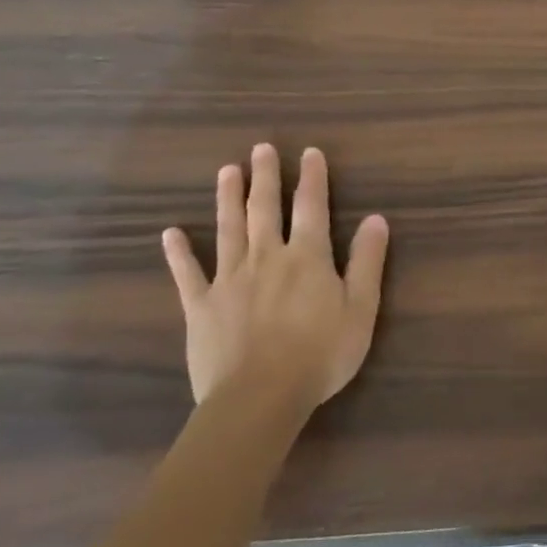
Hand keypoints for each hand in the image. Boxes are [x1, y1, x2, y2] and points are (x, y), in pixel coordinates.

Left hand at [163, 143, 388, 415]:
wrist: (259, 397)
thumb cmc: (321, 354)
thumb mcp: (361, 308)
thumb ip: (367, 261)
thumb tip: (376, 218)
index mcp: (308, 257)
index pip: (312, 207)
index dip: (312, 178)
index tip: (309, 152)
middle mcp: (267, 258)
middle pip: (265, 210)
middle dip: (265, 177)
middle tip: (260, 149)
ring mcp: (229, 280)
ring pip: (228, 230)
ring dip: (227, 199)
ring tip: (226, 172)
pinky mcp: (201, 306)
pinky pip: (188, 274)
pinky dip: (179, 253)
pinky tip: (170, 234)